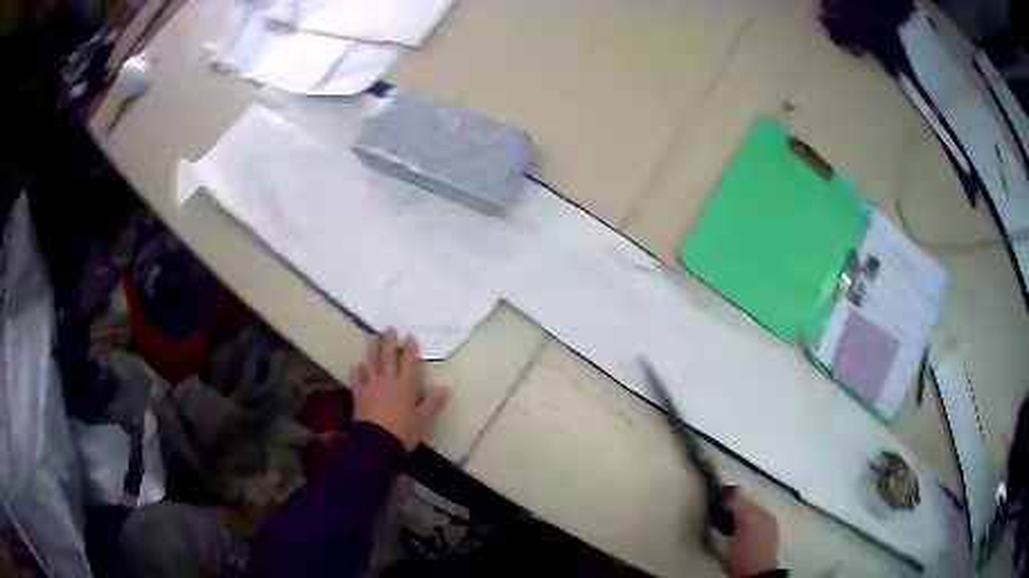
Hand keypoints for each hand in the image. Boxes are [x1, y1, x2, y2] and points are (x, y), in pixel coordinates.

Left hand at [349, 328, 449, 451]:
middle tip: (389, 328)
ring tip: (372, 338)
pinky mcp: (359, 394)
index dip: (410, 349)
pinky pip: (357, 378)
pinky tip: (357, 366)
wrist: (376, 442)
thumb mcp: (423, 419)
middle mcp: (388, 380)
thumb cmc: (403, 431)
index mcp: (406, 385)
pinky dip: (357, 371)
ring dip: (372, 350)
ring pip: (372, 363)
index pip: (409, 362)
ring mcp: (371, 385)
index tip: (409, 336)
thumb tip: (444, 388)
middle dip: (390, 342)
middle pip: (389, 357)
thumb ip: (432, 403)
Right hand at [712, 488, 779, 577]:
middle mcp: (761, 512)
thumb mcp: (722, 547)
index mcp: (748, 515)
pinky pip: (760, 514)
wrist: (759, 572)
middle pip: (745, 501)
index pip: (734, 498)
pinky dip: (752, 516)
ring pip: (754, 507)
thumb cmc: (738, 560)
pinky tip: (746, 527)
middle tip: (722, 512)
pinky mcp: (773, 524)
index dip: (723, 498)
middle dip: (734, 504)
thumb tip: (712, 521)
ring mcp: (769, 518)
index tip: (714, 500)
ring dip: (743, 510)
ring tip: (733, 521)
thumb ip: (716, 530)